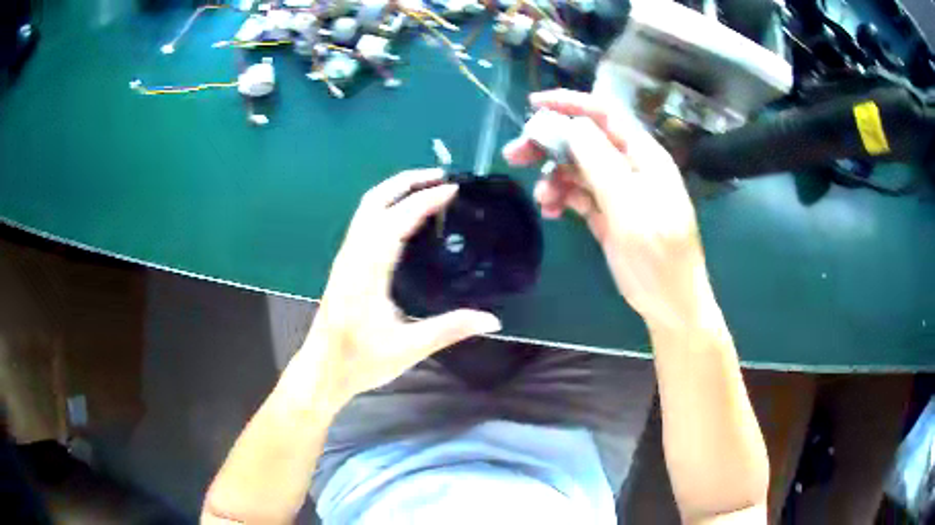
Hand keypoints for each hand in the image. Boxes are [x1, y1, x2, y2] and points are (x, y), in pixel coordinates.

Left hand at [296, 169, 501, 406]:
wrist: (322, 370)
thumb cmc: (360, 361)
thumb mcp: (408, 348)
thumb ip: (450, 329)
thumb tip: (492, 319)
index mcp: (366, 271)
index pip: (396, 221)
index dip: (424, 201)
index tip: (452, 189)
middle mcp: (352, 256)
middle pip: (374, 201)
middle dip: (406, 181)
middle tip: (440, 176)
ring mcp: (345, 258)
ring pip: (366, 209)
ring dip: (396, 190)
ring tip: (427, 187)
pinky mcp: (345, 264)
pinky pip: (365, 222)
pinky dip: (387, 206)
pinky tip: (406, 216)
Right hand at [504, 90, 714, 330]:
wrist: (670, 303)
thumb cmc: (659, 257)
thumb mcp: (631, 209)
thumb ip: (602, 164)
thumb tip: (572, 125)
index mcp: (644, 157)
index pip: (605, 115)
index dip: (570, 104)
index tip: (533, 104)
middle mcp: (629, 166)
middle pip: (584, 140)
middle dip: (550, 143)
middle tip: (515, 155)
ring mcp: (618, 190)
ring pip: (577, 168)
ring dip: (553, 177)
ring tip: (543, 199)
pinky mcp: (608, 212)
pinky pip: (578, 194)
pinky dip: (562, 198)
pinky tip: (552, 212)